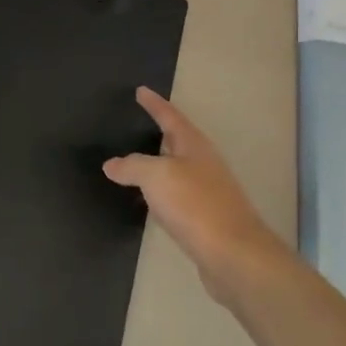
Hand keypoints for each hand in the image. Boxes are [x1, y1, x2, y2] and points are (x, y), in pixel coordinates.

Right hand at [104, 88, 289, 300]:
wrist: (233, 254)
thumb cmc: (195, 204)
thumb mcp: (156, 177)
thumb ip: (132, 166)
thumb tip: (111, 164)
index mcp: (194, 145)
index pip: (170, 116)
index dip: (154, 103)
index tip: (140, 90)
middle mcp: (203, 163)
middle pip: (178, 140)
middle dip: (159, 131)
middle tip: (137, 123)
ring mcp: (207, 191)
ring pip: (177, 169)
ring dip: (158, 164)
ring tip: (136, 163)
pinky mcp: (205, 218)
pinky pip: (177, 195)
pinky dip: (161, 192)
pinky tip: (149, 201)